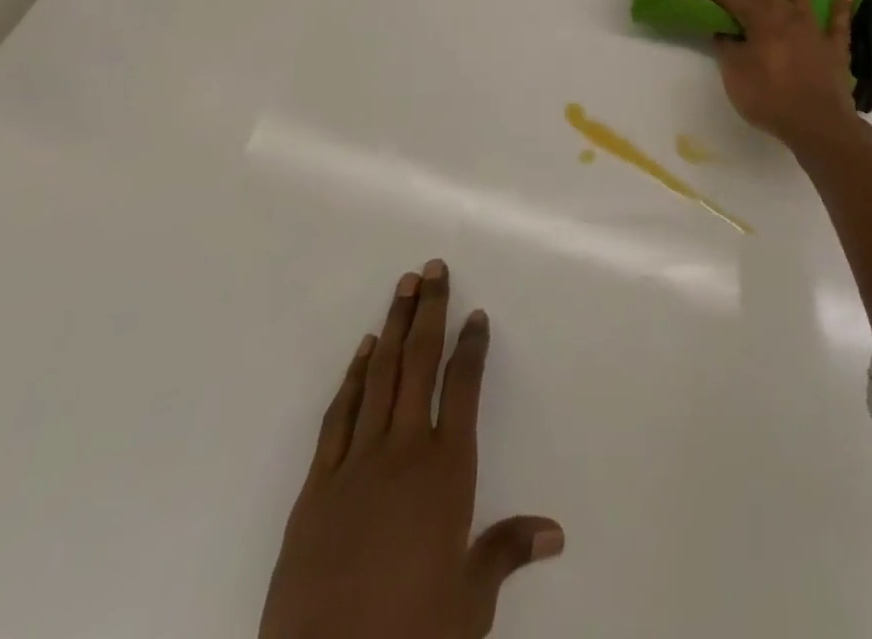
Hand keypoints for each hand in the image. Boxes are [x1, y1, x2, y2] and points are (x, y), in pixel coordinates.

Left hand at [260, 261, 563, 638]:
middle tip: (434, 269)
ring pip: (379, 376)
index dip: (472, 346)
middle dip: (429, 311)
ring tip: (402, 288)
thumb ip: (506, 552)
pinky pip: (340, 415)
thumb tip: (555, 531)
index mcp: (446, 470)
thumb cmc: (409, 636)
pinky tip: (361, 352)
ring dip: (392, 328)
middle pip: (419, 364)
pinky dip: (353, 377)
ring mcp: (356, 463)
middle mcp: (404, 451)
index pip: (465, 387)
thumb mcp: (468, 604)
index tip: (477, 313)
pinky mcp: (316, 486)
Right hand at [681, 0, 862, 148]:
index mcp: (758, 21)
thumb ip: (729, 49)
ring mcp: (813, 29)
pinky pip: (838, 22)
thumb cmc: (769, 98)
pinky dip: (841, 6)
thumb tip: (724, 31)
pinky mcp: (834, 46)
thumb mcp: (736, 75)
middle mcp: (786, 16)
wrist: (817, 122)